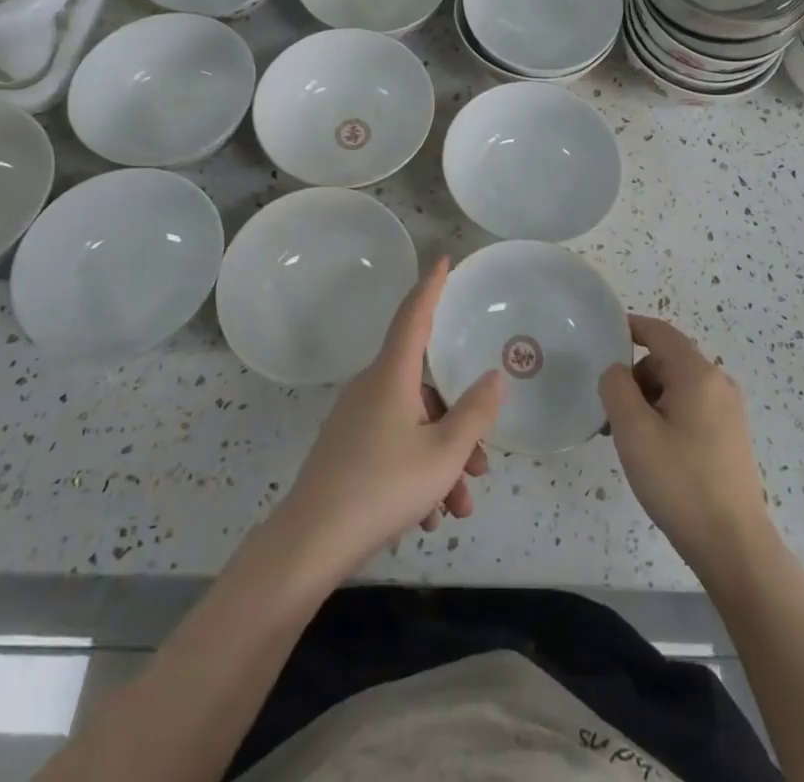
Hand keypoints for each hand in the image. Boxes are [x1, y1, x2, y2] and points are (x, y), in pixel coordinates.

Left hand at [271, 257, 503, 583]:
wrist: (310, 543)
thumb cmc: (383, 487)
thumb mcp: (444, 454)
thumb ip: (475, 413)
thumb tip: (493, 377)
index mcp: (392, 375)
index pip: (414, 314)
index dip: (432, 286)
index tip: (444, 260)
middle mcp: (371, 388)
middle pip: (425, 389)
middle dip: (458, 425)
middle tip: (482, 466)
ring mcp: (355, 420)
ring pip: (412, 426)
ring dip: (441, 461)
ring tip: (458, 508)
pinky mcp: (346, 450)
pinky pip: (392, 447)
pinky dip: (416, 473)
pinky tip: (429, 517)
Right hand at [600, 315, 774, 580]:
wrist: (734, 546)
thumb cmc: (680, 482)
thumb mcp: (634, 432)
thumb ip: (616, 388)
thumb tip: (617, 371)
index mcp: (697, 374)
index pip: (659, 332)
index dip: (629, 327)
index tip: (601, 335)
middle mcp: (718, 383)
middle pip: (666, 360)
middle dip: (635, 377)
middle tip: (610, 412)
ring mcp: (728, 411)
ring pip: (677, 387)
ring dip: (648, 401)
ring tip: (629, 440)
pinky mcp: (730, 436)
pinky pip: (690, 408)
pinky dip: (666, 416)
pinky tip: (654, 453)